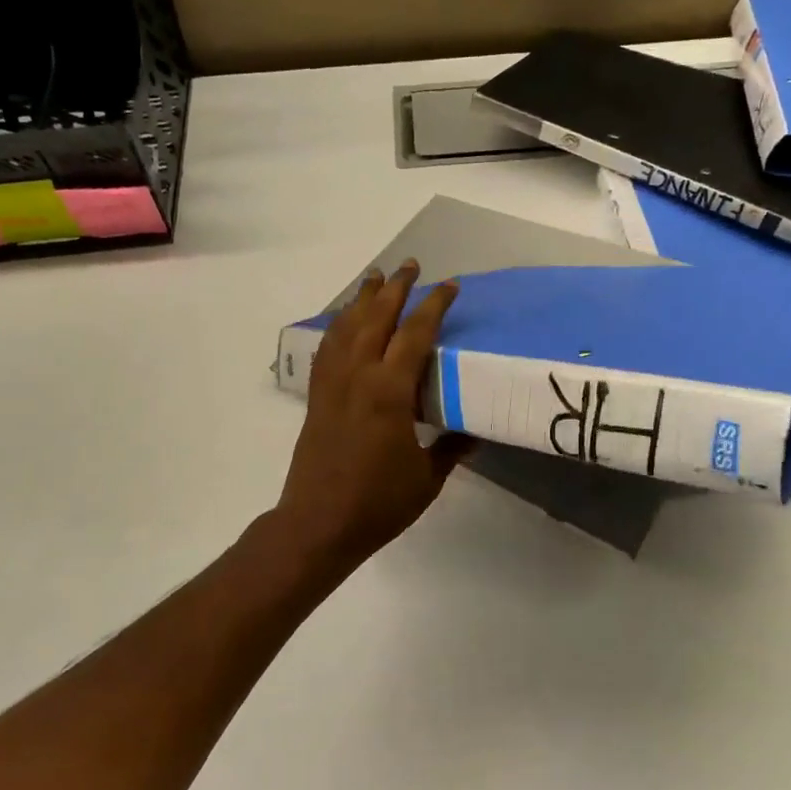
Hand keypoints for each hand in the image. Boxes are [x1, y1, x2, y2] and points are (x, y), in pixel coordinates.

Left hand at [274, 261, 471, 572]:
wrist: (318, 524)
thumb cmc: (378, 503)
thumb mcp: (427, 478)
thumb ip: (451, 448)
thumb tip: (473, 432)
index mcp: (389, 391)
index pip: (415, 334)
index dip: (434, 306)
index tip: (450, 285)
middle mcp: (357, 376)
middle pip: (375, 318)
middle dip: (394, 288)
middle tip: (410, 265)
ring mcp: (332, 385)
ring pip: (346, 327)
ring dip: (362, 299)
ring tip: (374, 278)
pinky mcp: (317, 398)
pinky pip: (326, 350)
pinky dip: (337, 328)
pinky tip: (342, 321)